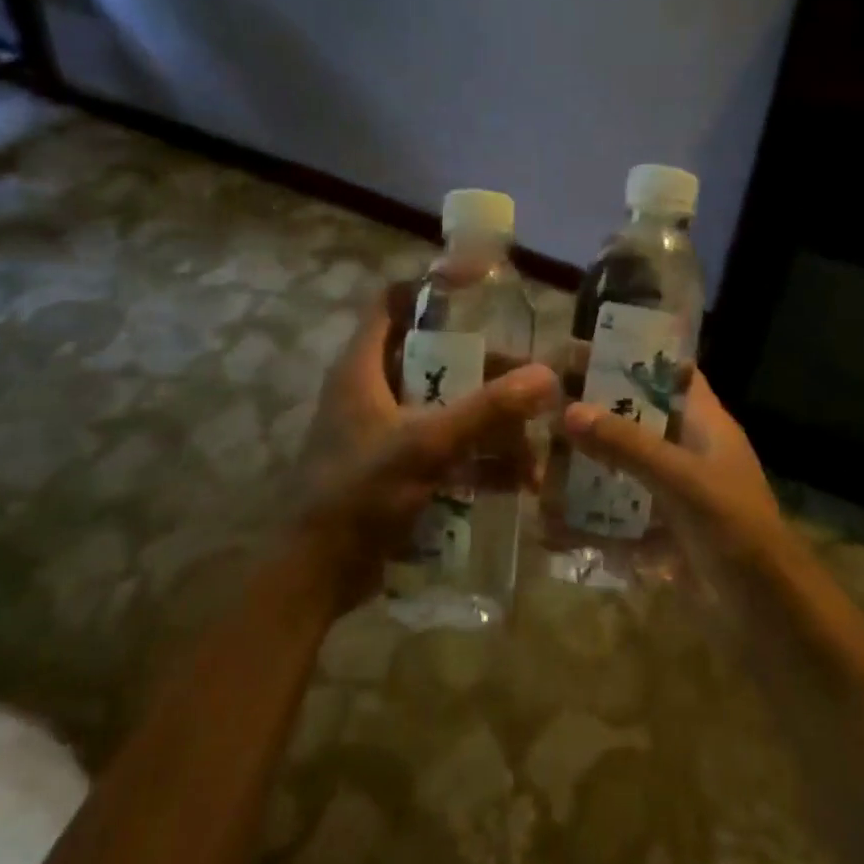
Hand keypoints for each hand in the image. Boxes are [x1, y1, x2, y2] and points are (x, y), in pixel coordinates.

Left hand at [292, 286, 558, 609]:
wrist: (317, 574)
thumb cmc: (359, 495)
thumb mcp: (426, 446)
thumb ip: (486, 410)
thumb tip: (546, 376)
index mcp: (363, 368)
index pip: (391, 303)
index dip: (432, 289)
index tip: (482, 291)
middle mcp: (374, 391)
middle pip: (436, 359)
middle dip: (487, 373)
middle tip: (532, 384)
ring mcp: (387, 431)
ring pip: (448, 407)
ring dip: (491, 425)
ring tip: (534, 448)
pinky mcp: (399, 467)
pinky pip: (448, 448)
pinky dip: (480, 460)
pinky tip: (518, 482)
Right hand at [558, 371, 793, 585]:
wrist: (766, 611)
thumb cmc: (733, 528)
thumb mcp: (680, 479)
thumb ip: (626, 445)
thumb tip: (569, 411)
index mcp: (705, 424)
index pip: (670, 372)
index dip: (632, 357)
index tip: (580, 351)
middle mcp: (688, 451)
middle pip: (637, 419)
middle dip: (594, 415)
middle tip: (543, 408)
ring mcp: (675, 493)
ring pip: (622, 468)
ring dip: (585, 470)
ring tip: (536, 465)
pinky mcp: (663, 531)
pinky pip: (618, 516)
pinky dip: (589, 521)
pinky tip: (549, 527)